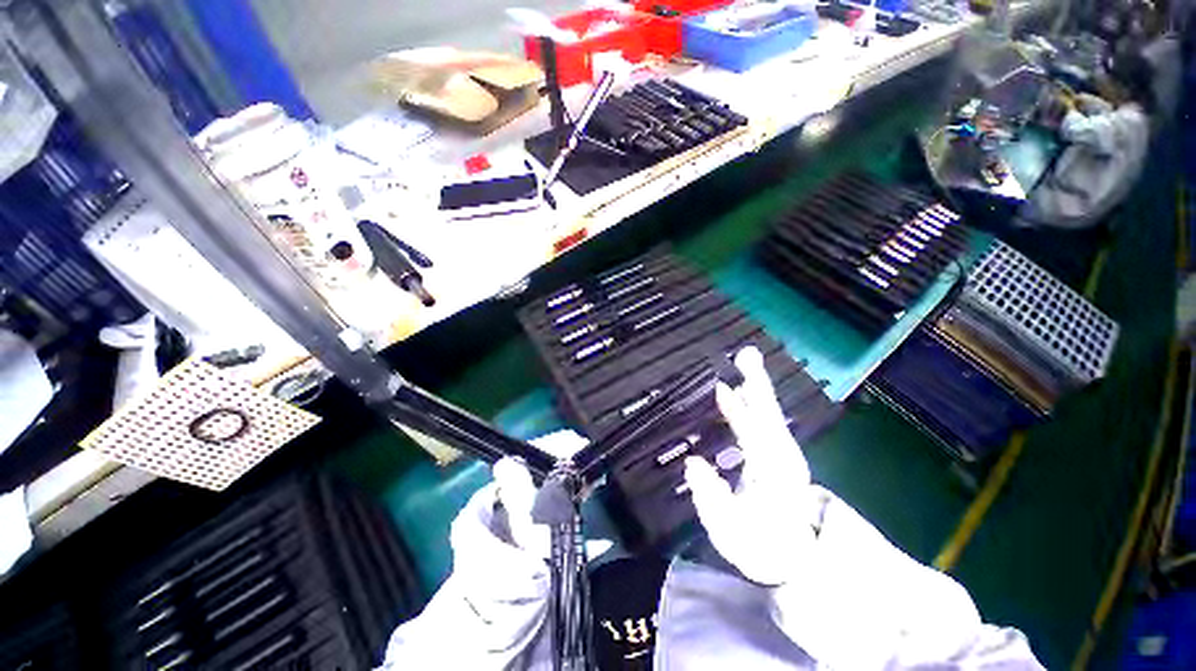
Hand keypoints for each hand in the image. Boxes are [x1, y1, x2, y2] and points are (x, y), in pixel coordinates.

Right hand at [683, 347, 815, 585]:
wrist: (797, 559)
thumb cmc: (762, 545)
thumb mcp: (730, 531)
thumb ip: (710, 497)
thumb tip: (692, 462)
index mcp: (772, 471)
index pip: (755, 433)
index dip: (739, 410)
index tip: (722, 388)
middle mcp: (782, 455)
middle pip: (769, 413)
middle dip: (757, 383)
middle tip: (746, 353)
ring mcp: (781, 453)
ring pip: (768, 413)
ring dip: (754, 387)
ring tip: (742, 364)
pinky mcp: (775, 453)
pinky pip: (762, 421)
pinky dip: (749, 404)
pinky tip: (734, 394)